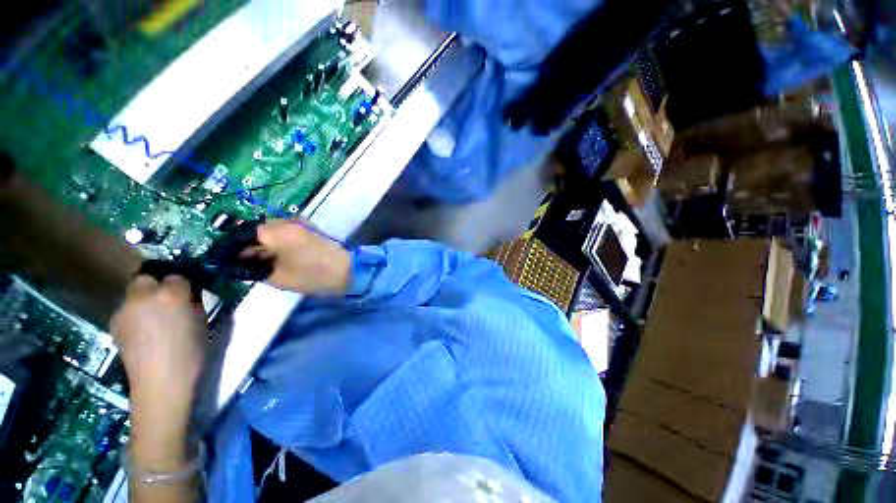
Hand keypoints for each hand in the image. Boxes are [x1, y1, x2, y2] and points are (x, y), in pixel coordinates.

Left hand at [111, 275, 206, 418]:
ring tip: (153, 319)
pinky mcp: (114, 324)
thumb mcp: (201, 322)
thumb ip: (193, 303)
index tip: (188, 296)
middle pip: (146, 279)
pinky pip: (126, 310)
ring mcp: (124, 310)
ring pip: (133, 294)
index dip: (183, 286)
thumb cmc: (191, 352)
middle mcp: (143, 296)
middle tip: (166, 302)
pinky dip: (134, 315)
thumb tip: (187, 296)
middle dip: (155, 286)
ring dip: (143, 301)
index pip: (177, 277)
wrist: (161, 382)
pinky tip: (142, 331)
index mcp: (171, 294)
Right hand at [240, 219, 350, 293]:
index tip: (222, 258)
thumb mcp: (276, 276)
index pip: (242, 233)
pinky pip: (284, 230)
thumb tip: (235, 262)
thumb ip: (251, 266)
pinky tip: (273, 254)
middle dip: (245, 244)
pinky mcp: (309, 227)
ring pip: (270, 229)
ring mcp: (300, 222)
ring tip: (255, 260)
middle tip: (237, 261)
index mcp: (277, 231)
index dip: (229, 246)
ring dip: (260, 242)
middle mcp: (287, 220)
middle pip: (256, 229)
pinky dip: (275, 240)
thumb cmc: (312, 275)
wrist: (346, 270)